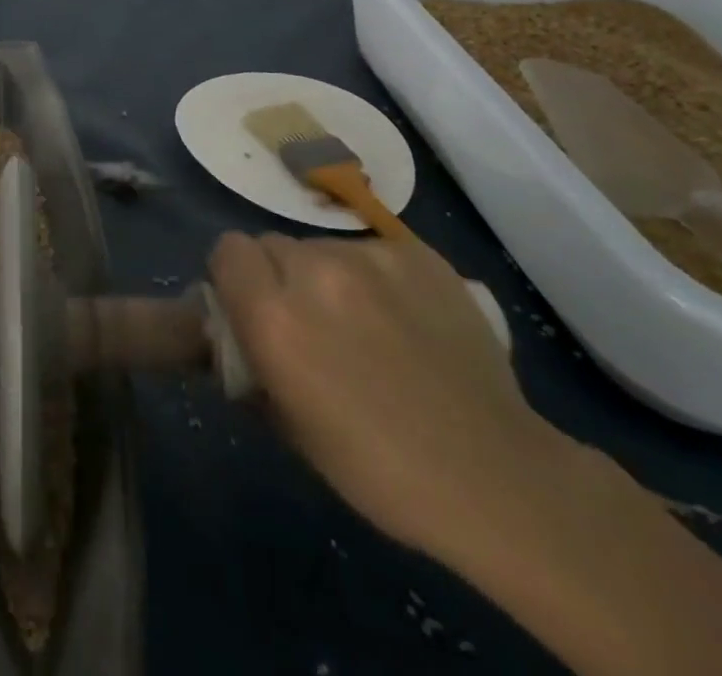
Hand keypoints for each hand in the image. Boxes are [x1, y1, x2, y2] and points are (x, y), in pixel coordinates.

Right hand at [209, 231, 568, 565]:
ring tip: (364, 323)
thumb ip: (251, 361)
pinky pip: (371, 250)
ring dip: (326, 276)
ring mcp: (369, 257)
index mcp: (274, 317)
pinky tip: (403, 317)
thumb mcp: (289, 425)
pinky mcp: (416, 254)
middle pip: (271, 244)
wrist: (495, 476)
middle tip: (308, 321)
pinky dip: (373, 277)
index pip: (227, 251)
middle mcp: (313, 271)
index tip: (251, 307)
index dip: (234, 277)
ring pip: (321, 247)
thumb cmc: (377, 468)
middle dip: (279, 276)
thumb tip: (235, 333)